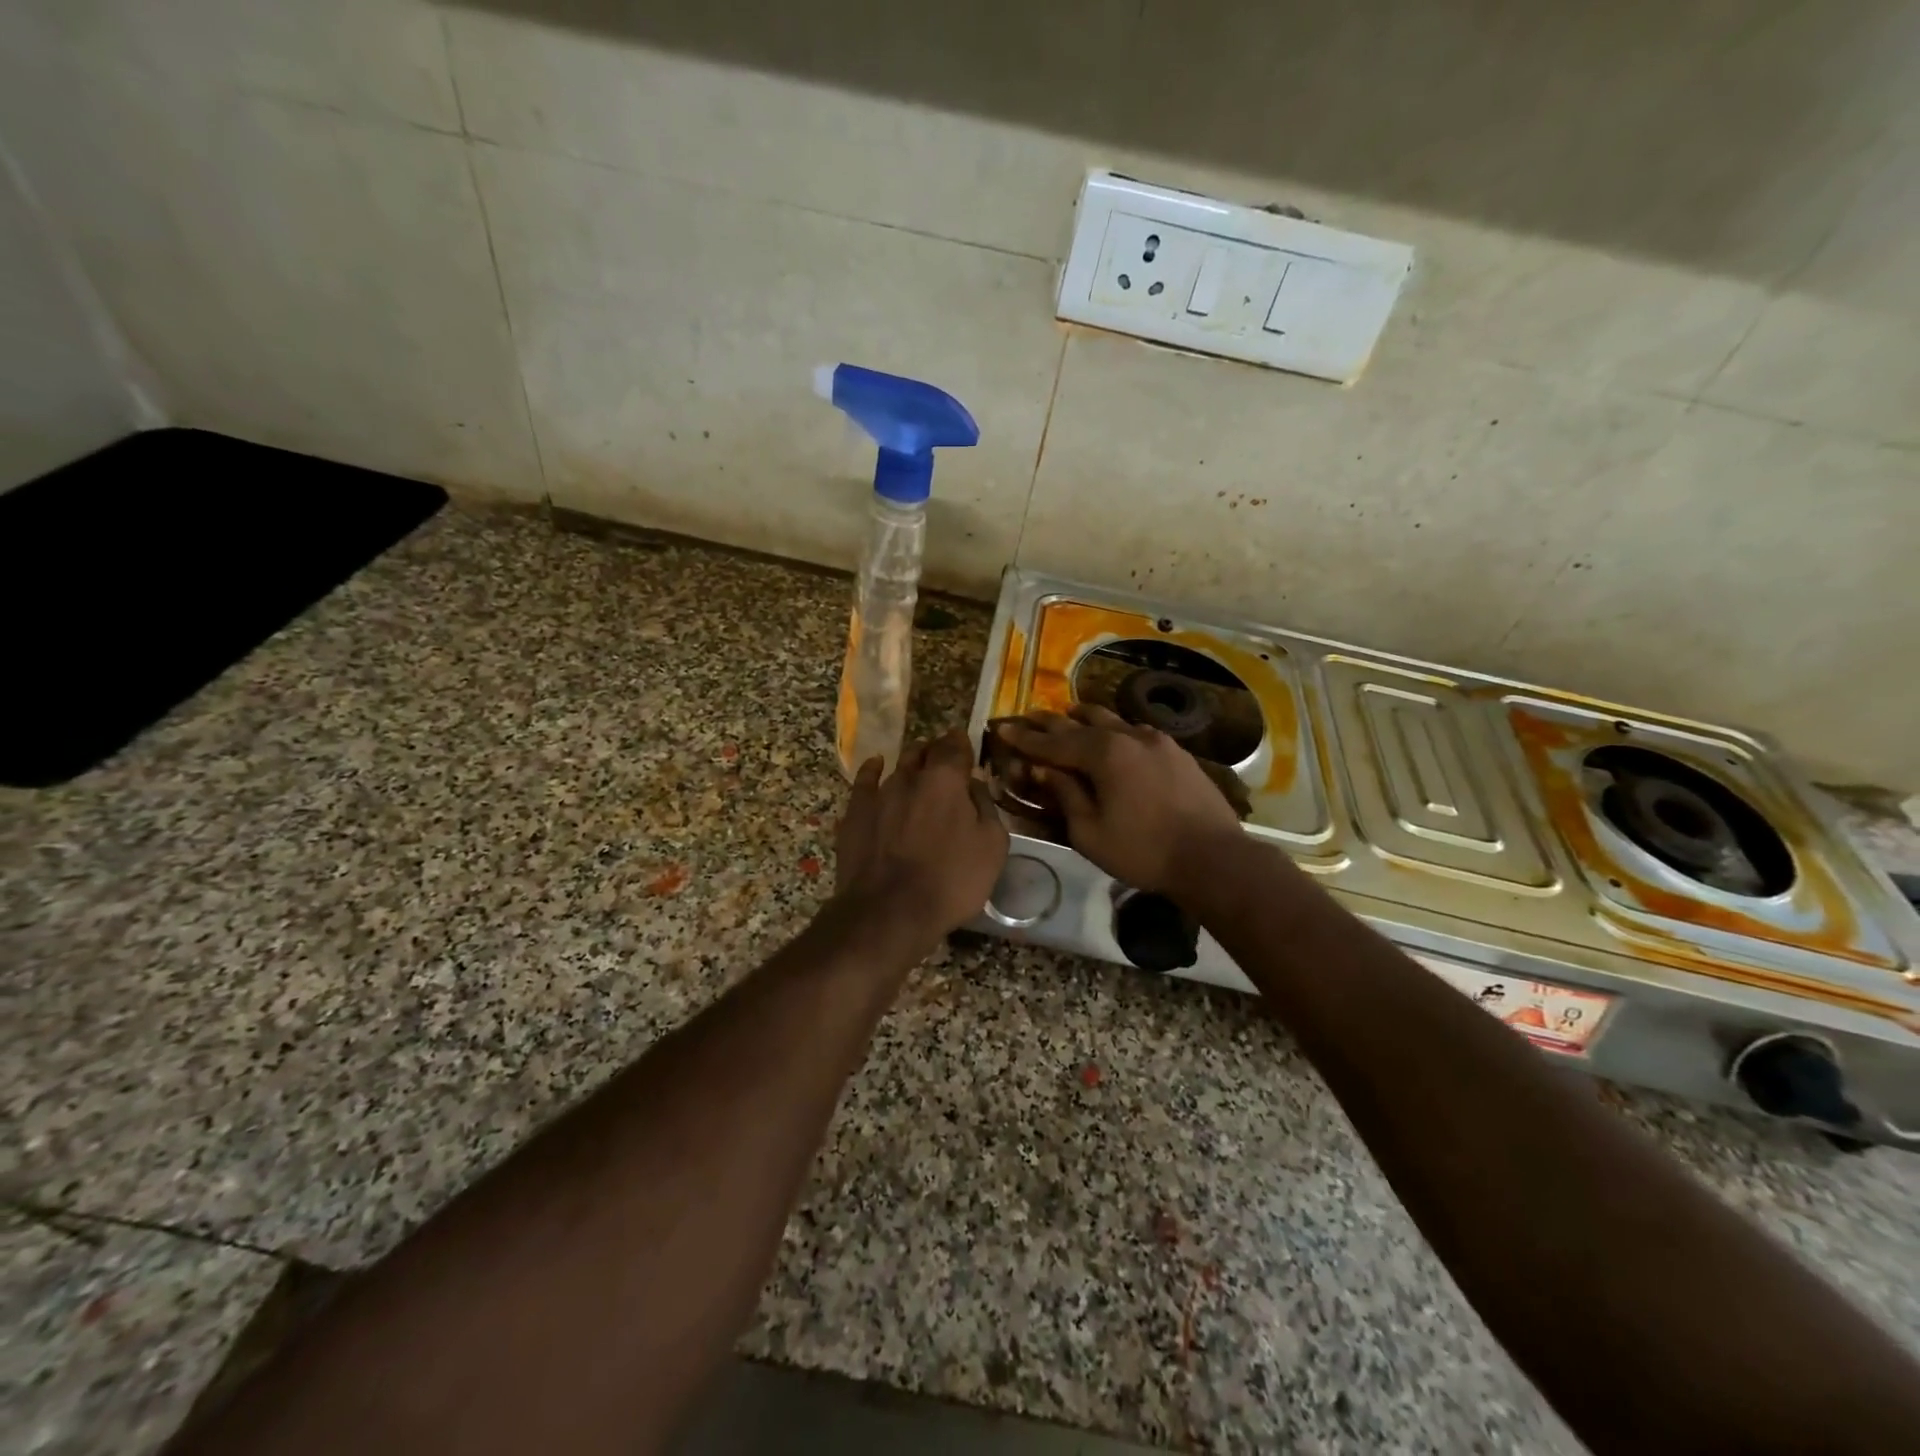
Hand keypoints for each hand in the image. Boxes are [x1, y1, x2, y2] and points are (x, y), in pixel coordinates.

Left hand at [833, 729, 1008, 946]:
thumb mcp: (992, 847)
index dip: (962, 744)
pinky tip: (876, 766)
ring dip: (911, 764)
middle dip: (936, 752)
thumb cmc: (951, 880)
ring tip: (919, 769)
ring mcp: (878, 792)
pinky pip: (864, 780)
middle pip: (924, 750)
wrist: (889, 911)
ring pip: (897, 765)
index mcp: (946, 779)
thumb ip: (986, 807)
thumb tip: (974, 785)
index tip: (967, 749)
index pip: (955, 744)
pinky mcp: (855, 812)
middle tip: (946, 764)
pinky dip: (873, 770)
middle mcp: (910, 776)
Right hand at [994, 707, 1243, 896]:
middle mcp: (1129, 736)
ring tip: (1069, 713)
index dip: (1025, 738)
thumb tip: (1043, 770)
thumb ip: (1065, 794)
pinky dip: (1115, 729)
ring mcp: (1157, 741)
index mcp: (1104, 754)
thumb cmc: (1143, 851)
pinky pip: (1136, 731)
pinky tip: (1115, 734)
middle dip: (1051, 722)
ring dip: (1085, 718)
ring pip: (1112, 720)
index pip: (1053, 743)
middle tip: (1028, 717)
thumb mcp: (1089, 832)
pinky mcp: (1176, 752)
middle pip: (1081, 723)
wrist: (1212, 858)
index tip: (1002, 728)